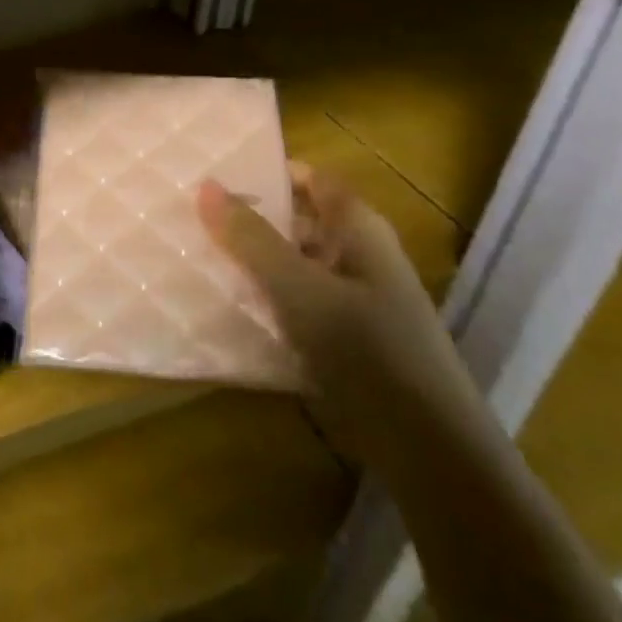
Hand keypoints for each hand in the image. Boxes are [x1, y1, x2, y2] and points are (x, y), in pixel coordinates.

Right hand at [197, 162, 487, 469]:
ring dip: (254, 261)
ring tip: (197, 255)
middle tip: (193, 213)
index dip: (268, 170)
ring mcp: (354, 300)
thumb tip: (206, 185)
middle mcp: (359, 256)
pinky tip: (226, 306)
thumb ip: (253, 239)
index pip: (311, 179)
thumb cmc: (368, 351)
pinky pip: (296, 304)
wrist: (429, 451)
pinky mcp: (345, 340)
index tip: (216, 171)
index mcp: (359, 230)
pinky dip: (266, 299)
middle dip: (251, 217)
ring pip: (294, 265)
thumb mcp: (301, 289)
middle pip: (299, 221)